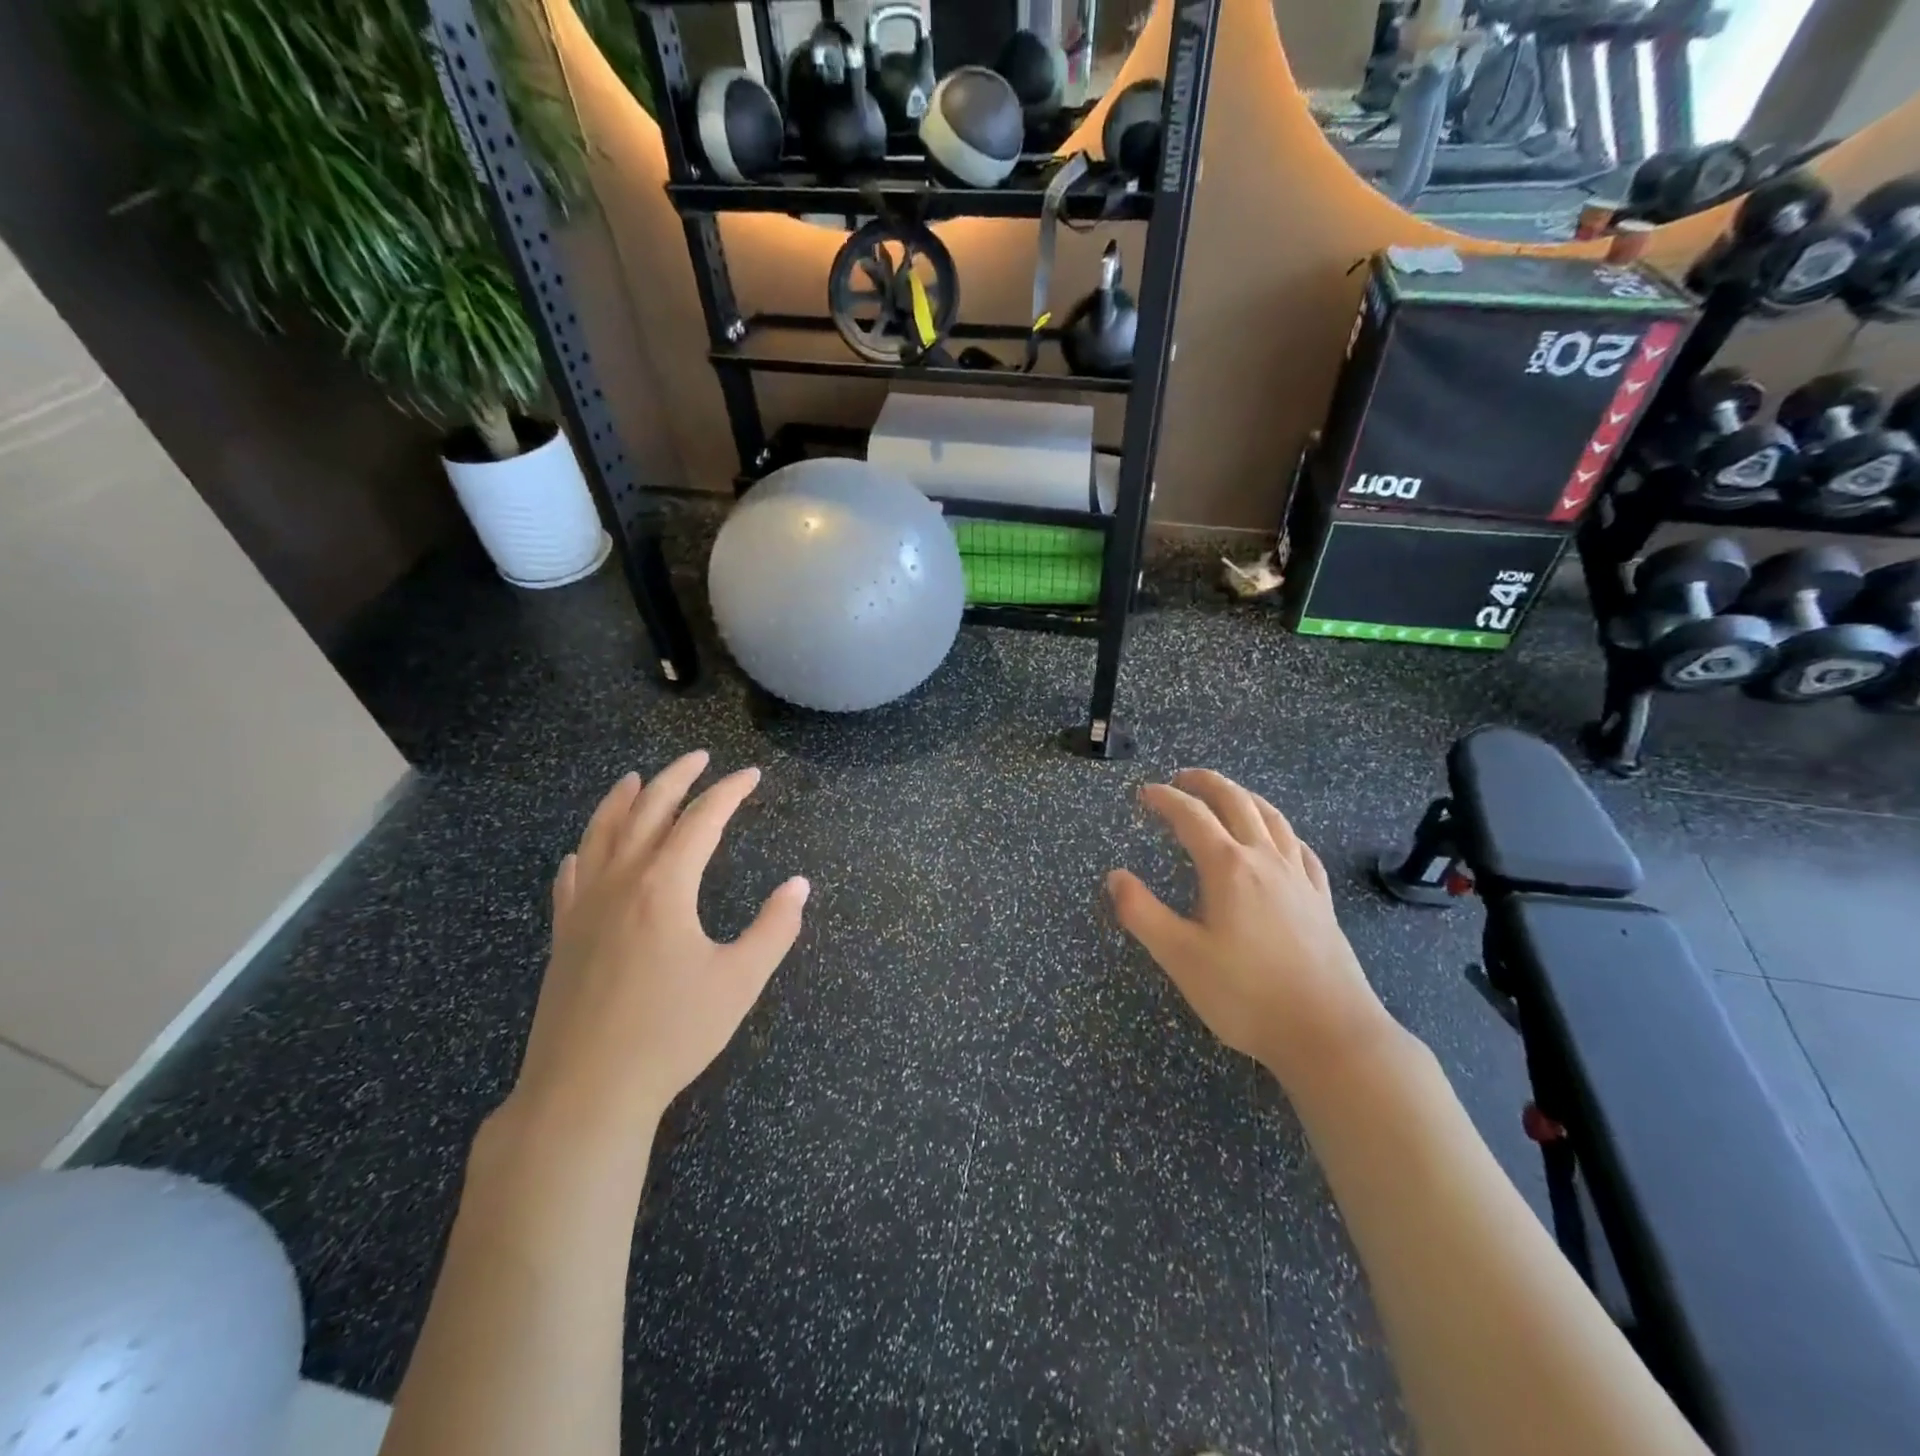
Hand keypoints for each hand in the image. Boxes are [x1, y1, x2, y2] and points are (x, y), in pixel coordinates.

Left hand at [502, 751, 808, 1148]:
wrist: (586, 1091)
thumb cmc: (671, 1034)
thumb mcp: (739, 981)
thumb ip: (774, 928)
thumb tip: (799, 885)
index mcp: (665, 886)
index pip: (701, 820)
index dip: (728, 792)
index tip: (751, 775)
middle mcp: (621, 882)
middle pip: (646, 810)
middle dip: (676, 778)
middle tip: (699, 759)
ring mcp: (584, 907)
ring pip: (600, 834)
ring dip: (621, 800)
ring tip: (636, 778)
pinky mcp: (563, 936)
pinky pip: (571, 877)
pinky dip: (583, 851)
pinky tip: (583, 851)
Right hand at [1107, 769, 1396, 1091]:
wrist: (1329, 1033)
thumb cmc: (1246, 995)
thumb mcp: (1180, 957)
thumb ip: (1142, 913)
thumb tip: (1115, 876)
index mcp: (1228, 867)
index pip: (1191, 816)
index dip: (1165, 799)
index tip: (1144, 793)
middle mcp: (1265, 860)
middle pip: (1236, 802)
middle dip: (1206, 783)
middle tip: (1182, 777)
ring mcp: (1299, 878)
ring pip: (1272, 818)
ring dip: (1245, 796)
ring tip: (1228, 794)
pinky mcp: (1321, 900)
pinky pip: (1300, 848)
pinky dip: (1281, 830)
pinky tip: (1280, 840)